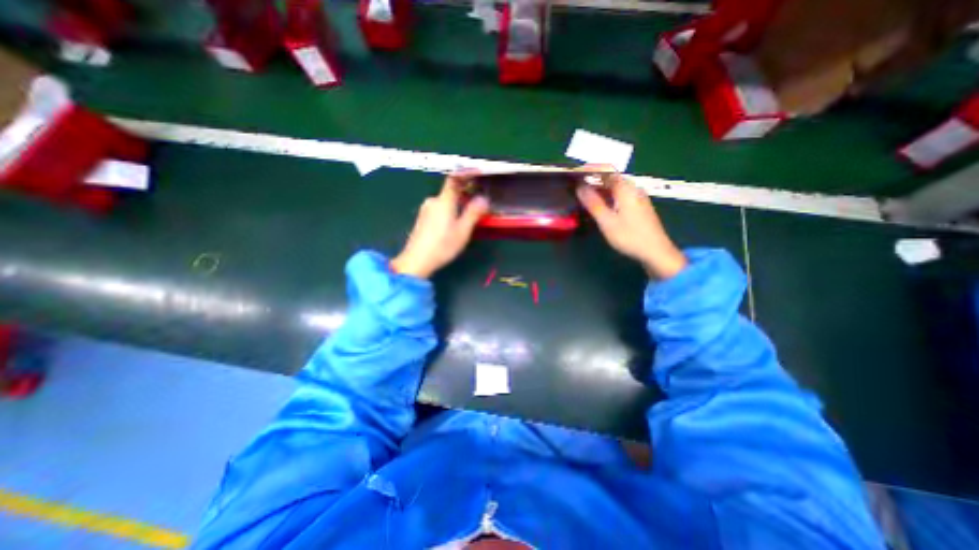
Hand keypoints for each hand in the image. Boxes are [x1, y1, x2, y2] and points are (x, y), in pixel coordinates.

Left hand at [387, 173, 485, 278]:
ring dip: (457, 205)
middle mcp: (433, 201)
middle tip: (478, 203)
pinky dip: (449, 212)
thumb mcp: (463, 231)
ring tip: (468, 217)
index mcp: (443, 201)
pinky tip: (453, 225)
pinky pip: (439, 210)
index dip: (465, 174)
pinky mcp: (422, 220)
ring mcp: (425, 210)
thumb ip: (473, 213)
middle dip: (465, 195)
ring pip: (445, 202)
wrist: (416, 261)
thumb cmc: (442, 245)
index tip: (477, 173)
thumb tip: (484, 198)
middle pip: (450, 192)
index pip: (454, 179)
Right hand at [575, 168, 681, 279]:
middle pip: (611, 178)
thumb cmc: (629, 236)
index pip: (606, 170)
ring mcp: (637, 198)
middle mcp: (633, 189)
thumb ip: (593, 203)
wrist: (656, 252)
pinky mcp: (638, 207)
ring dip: (599, 189)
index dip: (590, 169)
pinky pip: (619, 195)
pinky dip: (607, 196)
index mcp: (626, 189)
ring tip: (583, 197)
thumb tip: (580, 187)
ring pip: (615, 187)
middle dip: (592, 180)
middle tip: (575, 187)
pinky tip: (600, 206)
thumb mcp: (607, 221)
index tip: (574, 175)